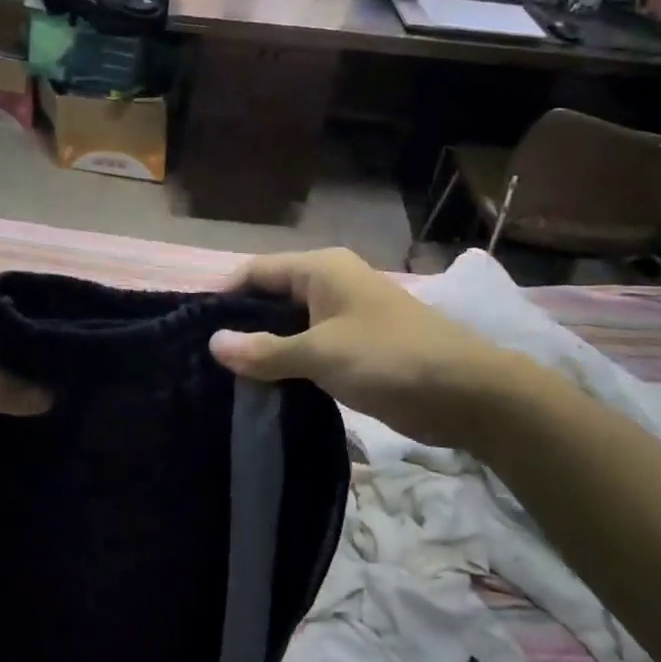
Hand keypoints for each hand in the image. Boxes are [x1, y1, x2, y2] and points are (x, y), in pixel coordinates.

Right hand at [208, 248, 551, 450]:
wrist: (469, 393)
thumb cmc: (389, 358)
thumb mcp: (321, 354)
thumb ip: (265, 350)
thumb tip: (214, 343)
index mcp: (320, 268)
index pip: (255, 272)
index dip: (223, 296)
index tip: (192, 328)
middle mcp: (330, 283)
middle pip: (271, 297)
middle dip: (242, 325)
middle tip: (205, 359)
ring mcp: (345, 315)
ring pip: (290, 325)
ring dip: (265, 347)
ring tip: (227, 376)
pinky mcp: (357, 345)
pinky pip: (310, 346)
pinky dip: (289, 361)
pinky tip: (266, 386)